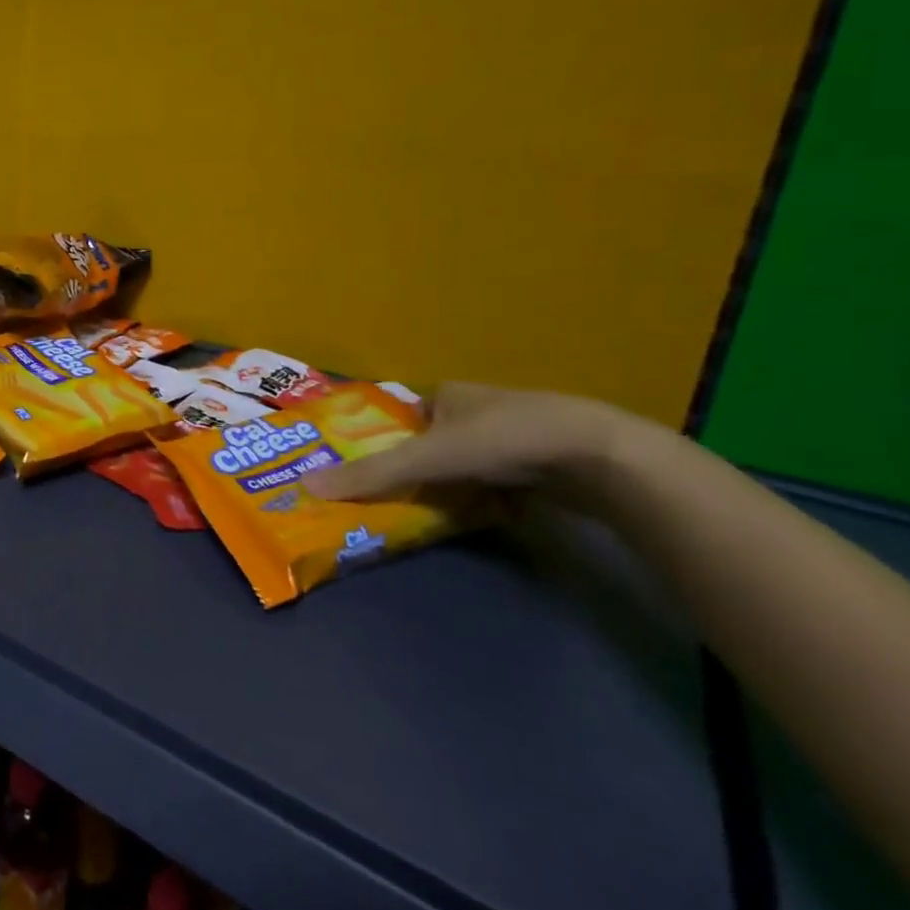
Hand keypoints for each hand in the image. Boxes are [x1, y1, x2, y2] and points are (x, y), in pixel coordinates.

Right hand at [302, 381, 645, 500]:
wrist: (600, 457)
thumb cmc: (504, 440)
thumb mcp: (429, 458)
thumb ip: (373, 474)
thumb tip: (309, 486)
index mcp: (448, 394)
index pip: (405, 416)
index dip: (387, 440)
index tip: (372, 469)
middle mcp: (479, 407)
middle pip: (435, 441)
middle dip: (421, 467)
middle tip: (398, 497)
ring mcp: (517, 434)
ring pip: (470, 462)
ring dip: (456, 484)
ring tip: (436, 512)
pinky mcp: (548, 463)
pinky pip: (503, 480)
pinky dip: (492, 496)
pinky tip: (487, 515)